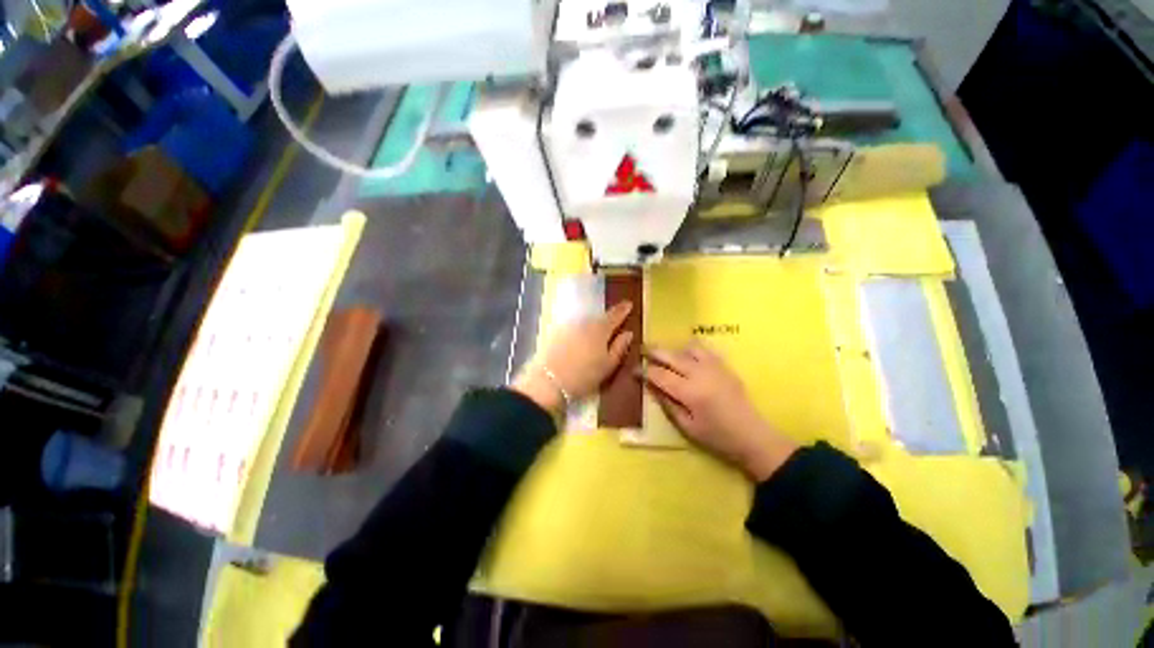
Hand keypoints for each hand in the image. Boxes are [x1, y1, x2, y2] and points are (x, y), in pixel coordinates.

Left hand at [512, 301, 634, 413]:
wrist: (549, 381)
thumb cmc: (584, 375)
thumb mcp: (608, 365)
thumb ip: (619, 347)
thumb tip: (628, 333)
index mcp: (600, 329)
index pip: (615, 315)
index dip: (623, 309)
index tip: (629, 303)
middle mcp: (584, 322)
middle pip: (598, 317)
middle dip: (606, 319)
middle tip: (612, 323)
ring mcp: (568, 325)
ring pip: (584, 322)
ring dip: (591, 325)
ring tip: (595, 335)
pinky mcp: (555, 331)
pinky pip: (572, 327)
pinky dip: (578, 330)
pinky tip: (578, 340)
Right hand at [642, 342, 797, 480]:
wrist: (752, 435)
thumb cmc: (716, 437)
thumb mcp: (686, 427)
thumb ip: (667, 405)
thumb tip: (651, 387)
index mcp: (689, 393)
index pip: (660, 375)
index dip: (645, 371)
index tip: (634, 370)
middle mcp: (700, 374)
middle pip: (671, 356)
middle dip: (654, 352)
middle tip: (642, 349)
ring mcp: (714, 367)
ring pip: (687, 348)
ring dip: (673, 350)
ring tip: (665, 355)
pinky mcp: (724, 366)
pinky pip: (704, 350)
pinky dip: (691, 350)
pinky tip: (687, 356)